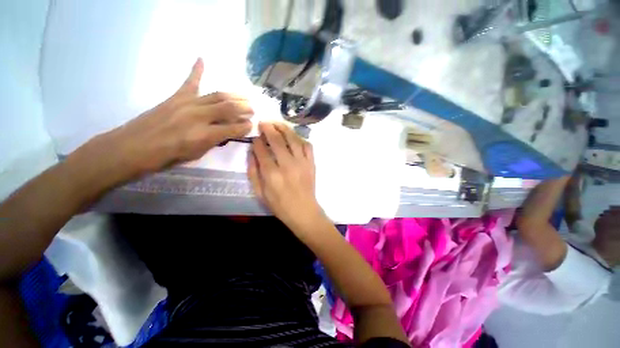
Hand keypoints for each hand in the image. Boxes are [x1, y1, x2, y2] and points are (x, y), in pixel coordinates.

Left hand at [80, 58, 252, 181]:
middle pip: (228, 108)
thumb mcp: (197, 154)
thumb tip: (226, 132)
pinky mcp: (175, 97)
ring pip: (216, 96)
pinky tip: (202, 59)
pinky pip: (189, 82)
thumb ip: (214, 141)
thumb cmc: (167, 157)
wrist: (133, 147)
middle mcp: (199, 116)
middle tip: (252, 109)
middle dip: (244, 108)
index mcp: (204, 135)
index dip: (245, 127)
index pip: (233, 128)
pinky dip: (196, 70)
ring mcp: (187, 104)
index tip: (252, 125)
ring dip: (233, 95)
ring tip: (244, 96)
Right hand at [248, 123, 323, 229]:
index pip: (262, 150)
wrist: (303, 211)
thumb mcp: (260, 193)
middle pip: (277, 140)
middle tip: (263, 123)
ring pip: (293, 139)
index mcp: (272, 174)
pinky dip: (300, 138)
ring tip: (277, 124)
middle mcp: (287, 165)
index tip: (255, 137)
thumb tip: (251, 152)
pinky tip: (294, 137)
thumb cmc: (280, 205)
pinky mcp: (311, 163)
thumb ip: (253, 172)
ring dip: (284, 128)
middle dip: (268, 128)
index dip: (257, 141)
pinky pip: (307, 146)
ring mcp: (302, 163)